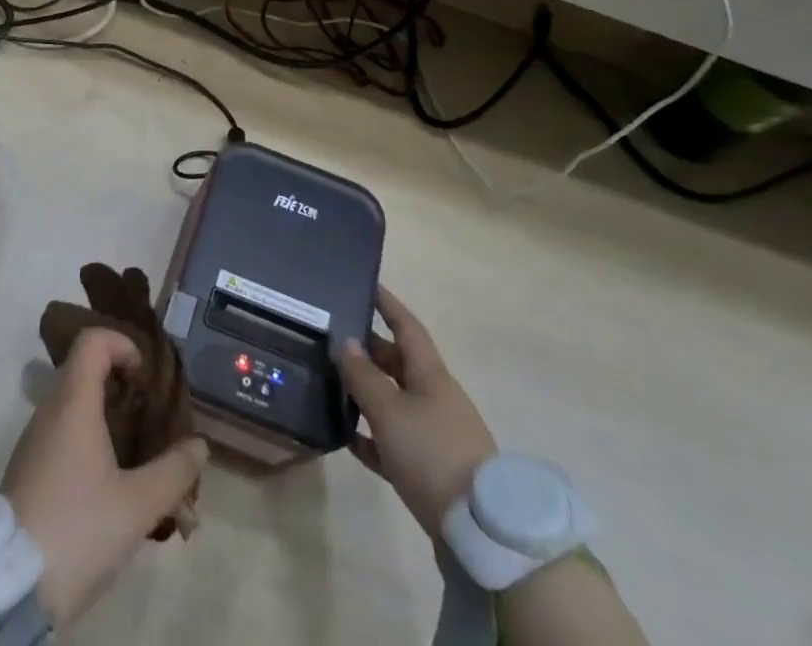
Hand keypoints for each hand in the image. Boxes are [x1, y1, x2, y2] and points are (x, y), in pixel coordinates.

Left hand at [2, 328, 208, 628]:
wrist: (6, 588)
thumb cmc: (77, 529)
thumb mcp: (137, 506)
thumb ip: (174, 472)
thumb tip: (199, 445)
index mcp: (73, 403)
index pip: (92, 341)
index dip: (122, 345)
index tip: (144, 377)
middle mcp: (49, 411)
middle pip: (83, 370)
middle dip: (119, 383)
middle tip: (147, 414)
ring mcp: (33, 442)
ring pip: (71, 405)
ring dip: (104, 415)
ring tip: (134, 451)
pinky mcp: (26, 472)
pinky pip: (60, 434)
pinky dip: (86, 439)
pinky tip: (107, 481)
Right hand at [337, 285, 496, 537]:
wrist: (478, 528)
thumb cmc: (432, 453)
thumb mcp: (390, 411)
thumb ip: (364, 376)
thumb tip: (347, 341)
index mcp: (430, 373)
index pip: (406, 326)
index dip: (387, 303)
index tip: (366, 283)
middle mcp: (434, 395)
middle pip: (398, 362)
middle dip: (368, 350)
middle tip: (333, 340)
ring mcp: (435, 432)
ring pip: (394, 400)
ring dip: (366, 393)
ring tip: (332, 385)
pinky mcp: (431, 467)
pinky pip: (395, 440)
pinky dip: (372, 435)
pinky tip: (347, 438)